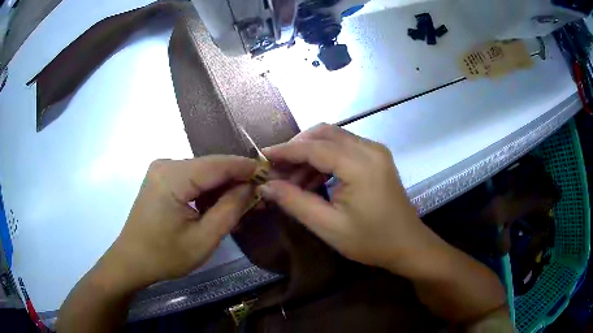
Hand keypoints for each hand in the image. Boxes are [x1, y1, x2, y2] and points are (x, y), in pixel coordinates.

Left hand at [104, 156, 256, 288]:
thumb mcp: (203, 239)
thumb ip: (230, 209)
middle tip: (259, 197)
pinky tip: (219, 207)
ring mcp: (162, 170)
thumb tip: (251, 187)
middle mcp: (166, 164)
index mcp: (172, 177)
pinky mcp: (162, 179)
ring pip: (203, 173)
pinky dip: (208, 192)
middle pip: (211, 167)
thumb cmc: (165, 255)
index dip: (246, 168)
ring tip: (243, 206)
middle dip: (236, 181)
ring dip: (223, 189)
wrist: (132, 261)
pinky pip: (192, 180)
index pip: (218, 164)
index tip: (271, 175)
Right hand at [260, 124, 435, 275]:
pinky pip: (344, 148)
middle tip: (277, 171)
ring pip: (333, 139)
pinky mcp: (377, 157)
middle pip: (324, 134)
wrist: (408, 245)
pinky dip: (324, 159)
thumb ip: (295, 202)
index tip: (261, 157)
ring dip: (309, 154)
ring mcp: (375, 151)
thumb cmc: (371, 241)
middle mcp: (369, 149)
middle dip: (296, 149)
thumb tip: (266, 186)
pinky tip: (313, 180)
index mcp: (360, 165)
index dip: (285, 151)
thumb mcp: (328, 226)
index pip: (314, 147)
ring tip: (292, 181)